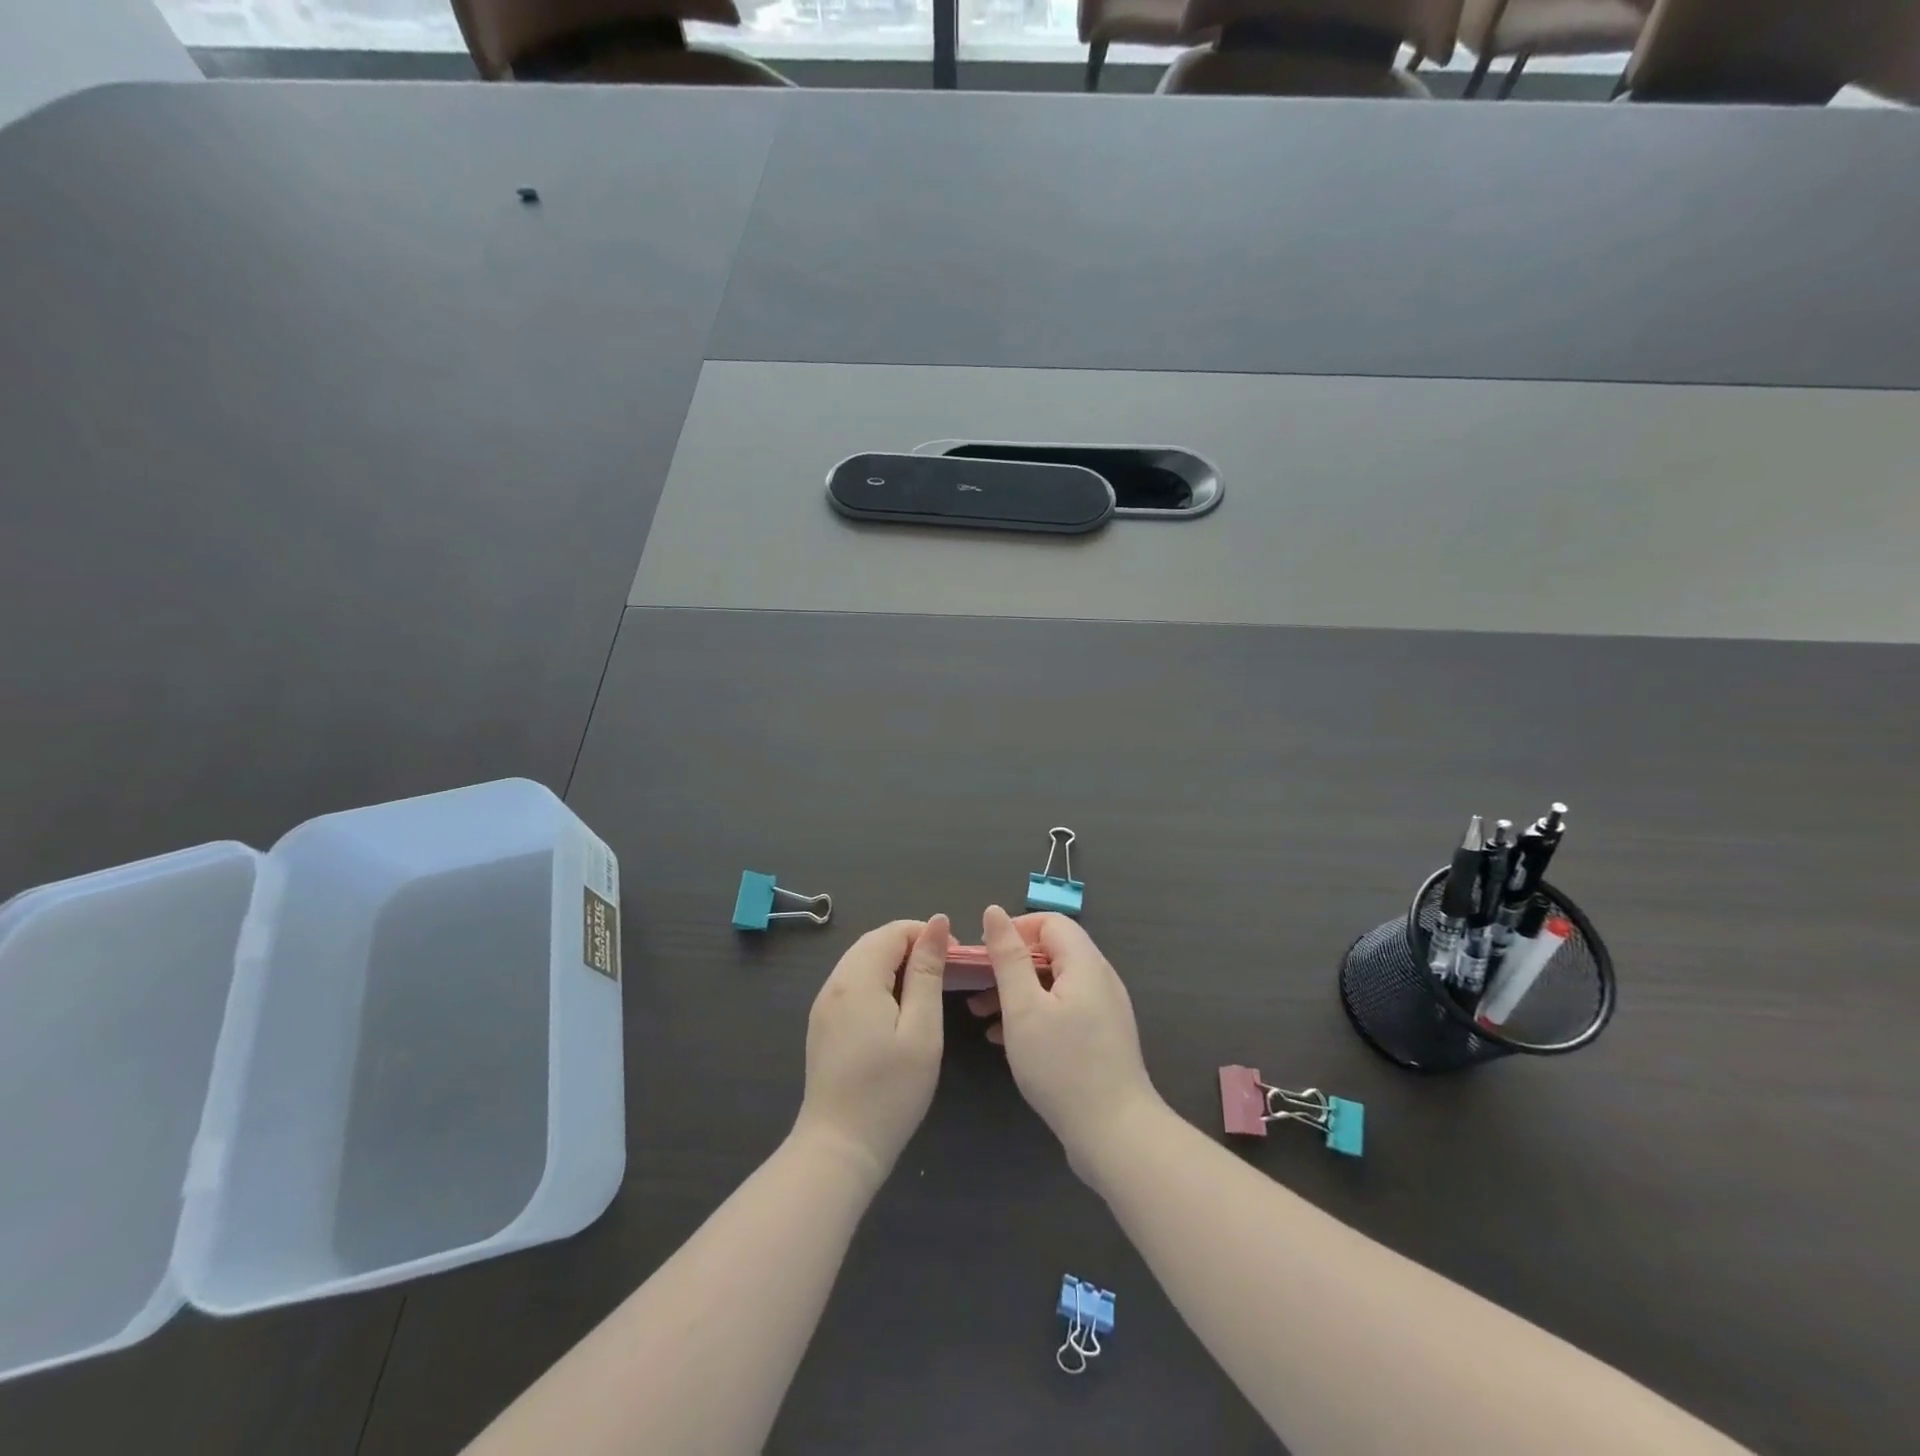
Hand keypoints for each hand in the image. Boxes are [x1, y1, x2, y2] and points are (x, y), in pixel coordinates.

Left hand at [794, 915, 950, 1183]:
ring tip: (927, 987)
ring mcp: (824, 1004)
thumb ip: (928, 972)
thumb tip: (937, 923)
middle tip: (946, 971)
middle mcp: (834, 983)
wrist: (839, 1147)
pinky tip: (898, 1008)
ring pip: (862, 961)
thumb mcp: (921, 1029)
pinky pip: (853, 983)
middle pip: (875, 942)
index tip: (956, 959)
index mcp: (858, 978)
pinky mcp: (823, 1024)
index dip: (927, 934)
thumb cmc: (890, 1091)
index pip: (893, 931)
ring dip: (896, 962)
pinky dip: (879, 981)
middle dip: (912, 945)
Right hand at [970, 906, 1165, 1185]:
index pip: (1050, 923)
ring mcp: (1103, 1010)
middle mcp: (1099, 979)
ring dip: (1017, 992)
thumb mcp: (1024, 1008)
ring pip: (1053, 985)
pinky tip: (1003, 1040)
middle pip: (1051, 953)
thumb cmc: (1063, 1066)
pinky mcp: (1100, 1039)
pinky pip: (1062, 1011)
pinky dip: (1033, 1015)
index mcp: (1085, 963)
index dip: (1014, 930)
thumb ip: (1008, 957)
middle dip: (1010, 965)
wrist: (1115, 1134)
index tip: (984, 955)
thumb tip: (995, 912)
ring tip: (981, 1016)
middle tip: (975, 988)